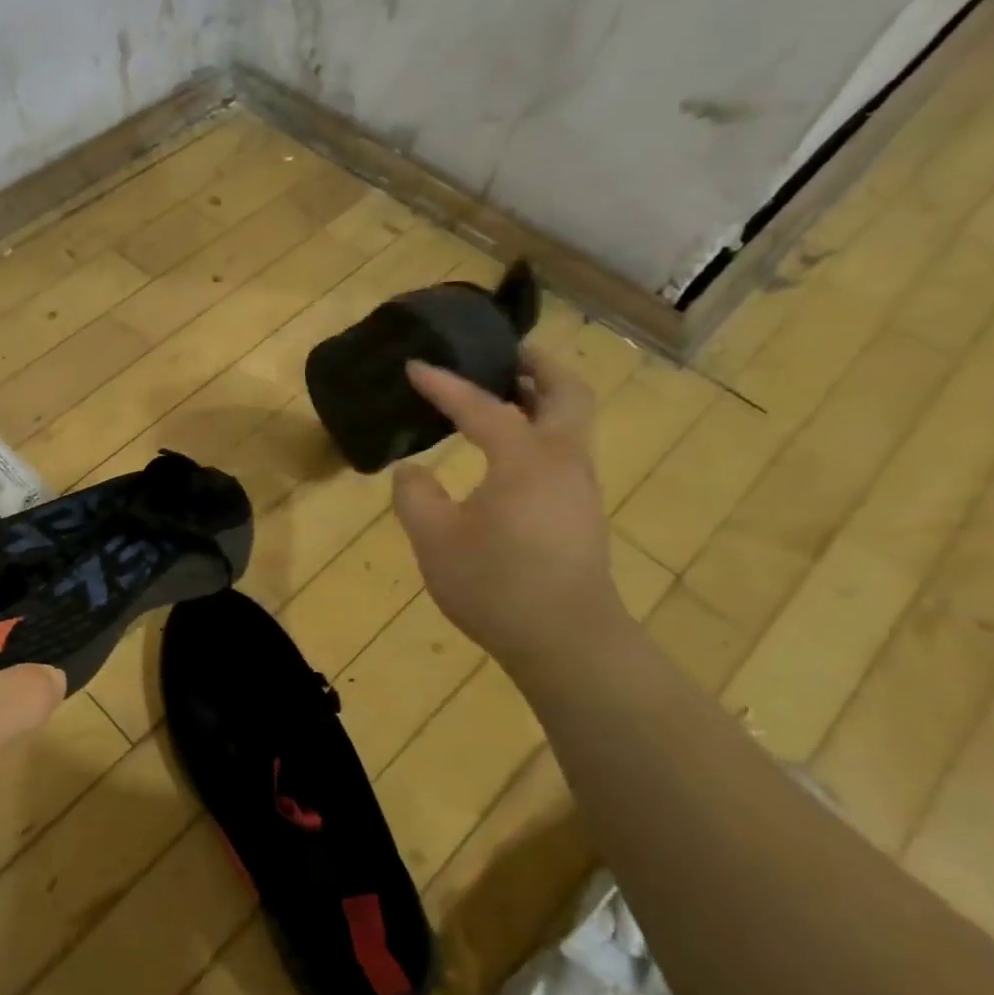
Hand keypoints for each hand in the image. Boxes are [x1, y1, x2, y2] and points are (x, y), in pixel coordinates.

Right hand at [391, 350, 623, 671]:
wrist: (565, 641)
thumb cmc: (496, 585)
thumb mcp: (435, 540)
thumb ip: (416, 496)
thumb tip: (412, 471)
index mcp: (526, 458)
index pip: (482, 406)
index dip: (444, 385)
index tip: (414, 366)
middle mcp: (563, 460)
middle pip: (565, 391)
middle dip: (536, 365)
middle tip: (504, 353)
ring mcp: (579, 487)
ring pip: (571, 421)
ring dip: (542, 396)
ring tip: (503, 394)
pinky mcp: (580, 512)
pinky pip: (564, 449)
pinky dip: (541, 429)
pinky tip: (508, 451)